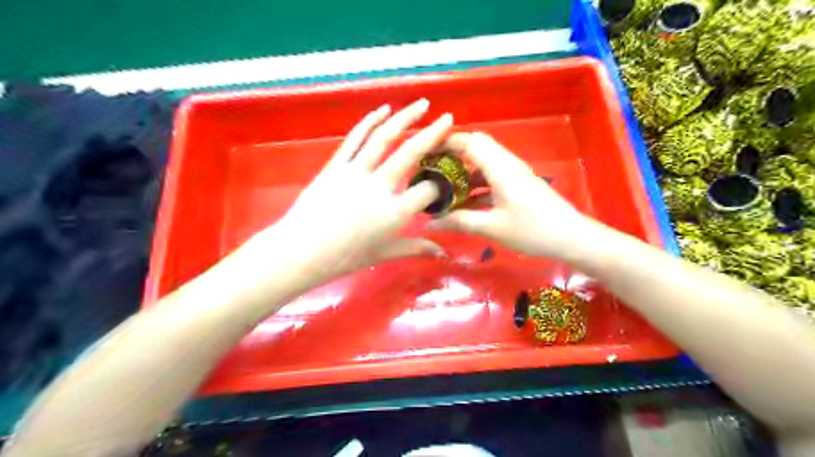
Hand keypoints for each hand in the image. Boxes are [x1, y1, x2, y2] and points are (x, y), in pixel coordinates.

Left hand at [261, 100, 451, 283]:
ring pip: (384, 138)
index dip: (442, 183)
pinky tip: (384, 109)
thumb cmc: (344, 258)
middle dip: (433, 134)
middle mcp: (379, 186)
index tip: (448, 178)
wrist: (300, 251)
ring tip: (422, 104)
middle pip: (411, 153)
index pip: (428, 190)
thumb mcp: (383, 253)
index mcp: (394, 212)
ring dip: (405, 117)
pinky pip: (355, 138)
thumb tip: (443, 252)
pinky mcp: (336, 165)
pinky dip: (370, 121)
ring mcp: (356, 172)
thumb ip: (415, 248)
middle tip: (448, 119)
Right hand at [428, 131, 595, 260]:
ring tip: (443, 187)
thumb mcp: (492, 227)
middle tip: (432, 168)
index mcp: (501, 168)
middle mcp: (508, 164)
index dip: (447, 142)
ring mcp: (515, 174)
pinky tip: (465, 202)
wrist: (572, 238)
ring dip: (464, 172)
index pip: (471, 141)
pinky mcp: (519, 185)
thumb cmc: (532, 230)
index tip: (426, 151)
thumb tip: (430, 222)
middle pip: (478, 147)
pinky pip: (492, 177)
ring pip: (484, 163)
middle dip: (453, 154)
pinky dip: (476, 184)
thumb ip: (460, 222)